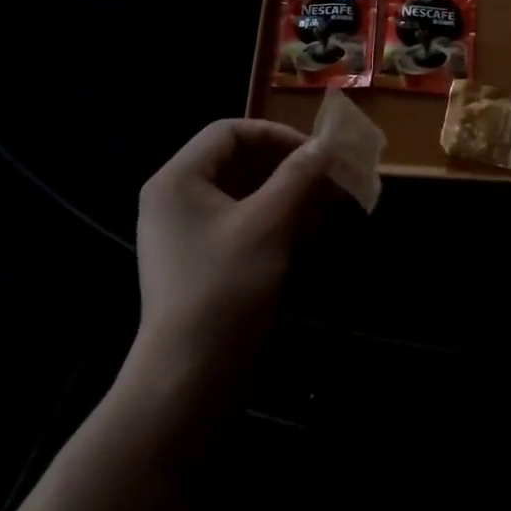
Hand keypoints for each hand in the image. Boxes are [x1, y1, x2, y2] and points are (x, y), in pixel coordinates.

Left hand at [134, 120, 333, 378]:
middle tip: (331, 177)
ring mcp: (190, 232)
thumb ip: (298, 176)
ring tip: (331, 201)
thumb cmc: (224, 289)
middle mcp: (178, 198)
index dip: (277, 134)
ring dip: (289, 192)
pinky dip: (278, 219)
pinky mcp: (205, 260)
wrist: (189, 379)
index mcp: (179, 179)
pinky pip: (244, 223)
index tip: (317, 153)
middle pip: (239, 160)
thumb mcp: (268, 225)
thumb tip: (326, 143)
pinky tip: (313, 227)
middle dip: (289, 166)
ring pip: (246, 193)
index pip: (230, 131)